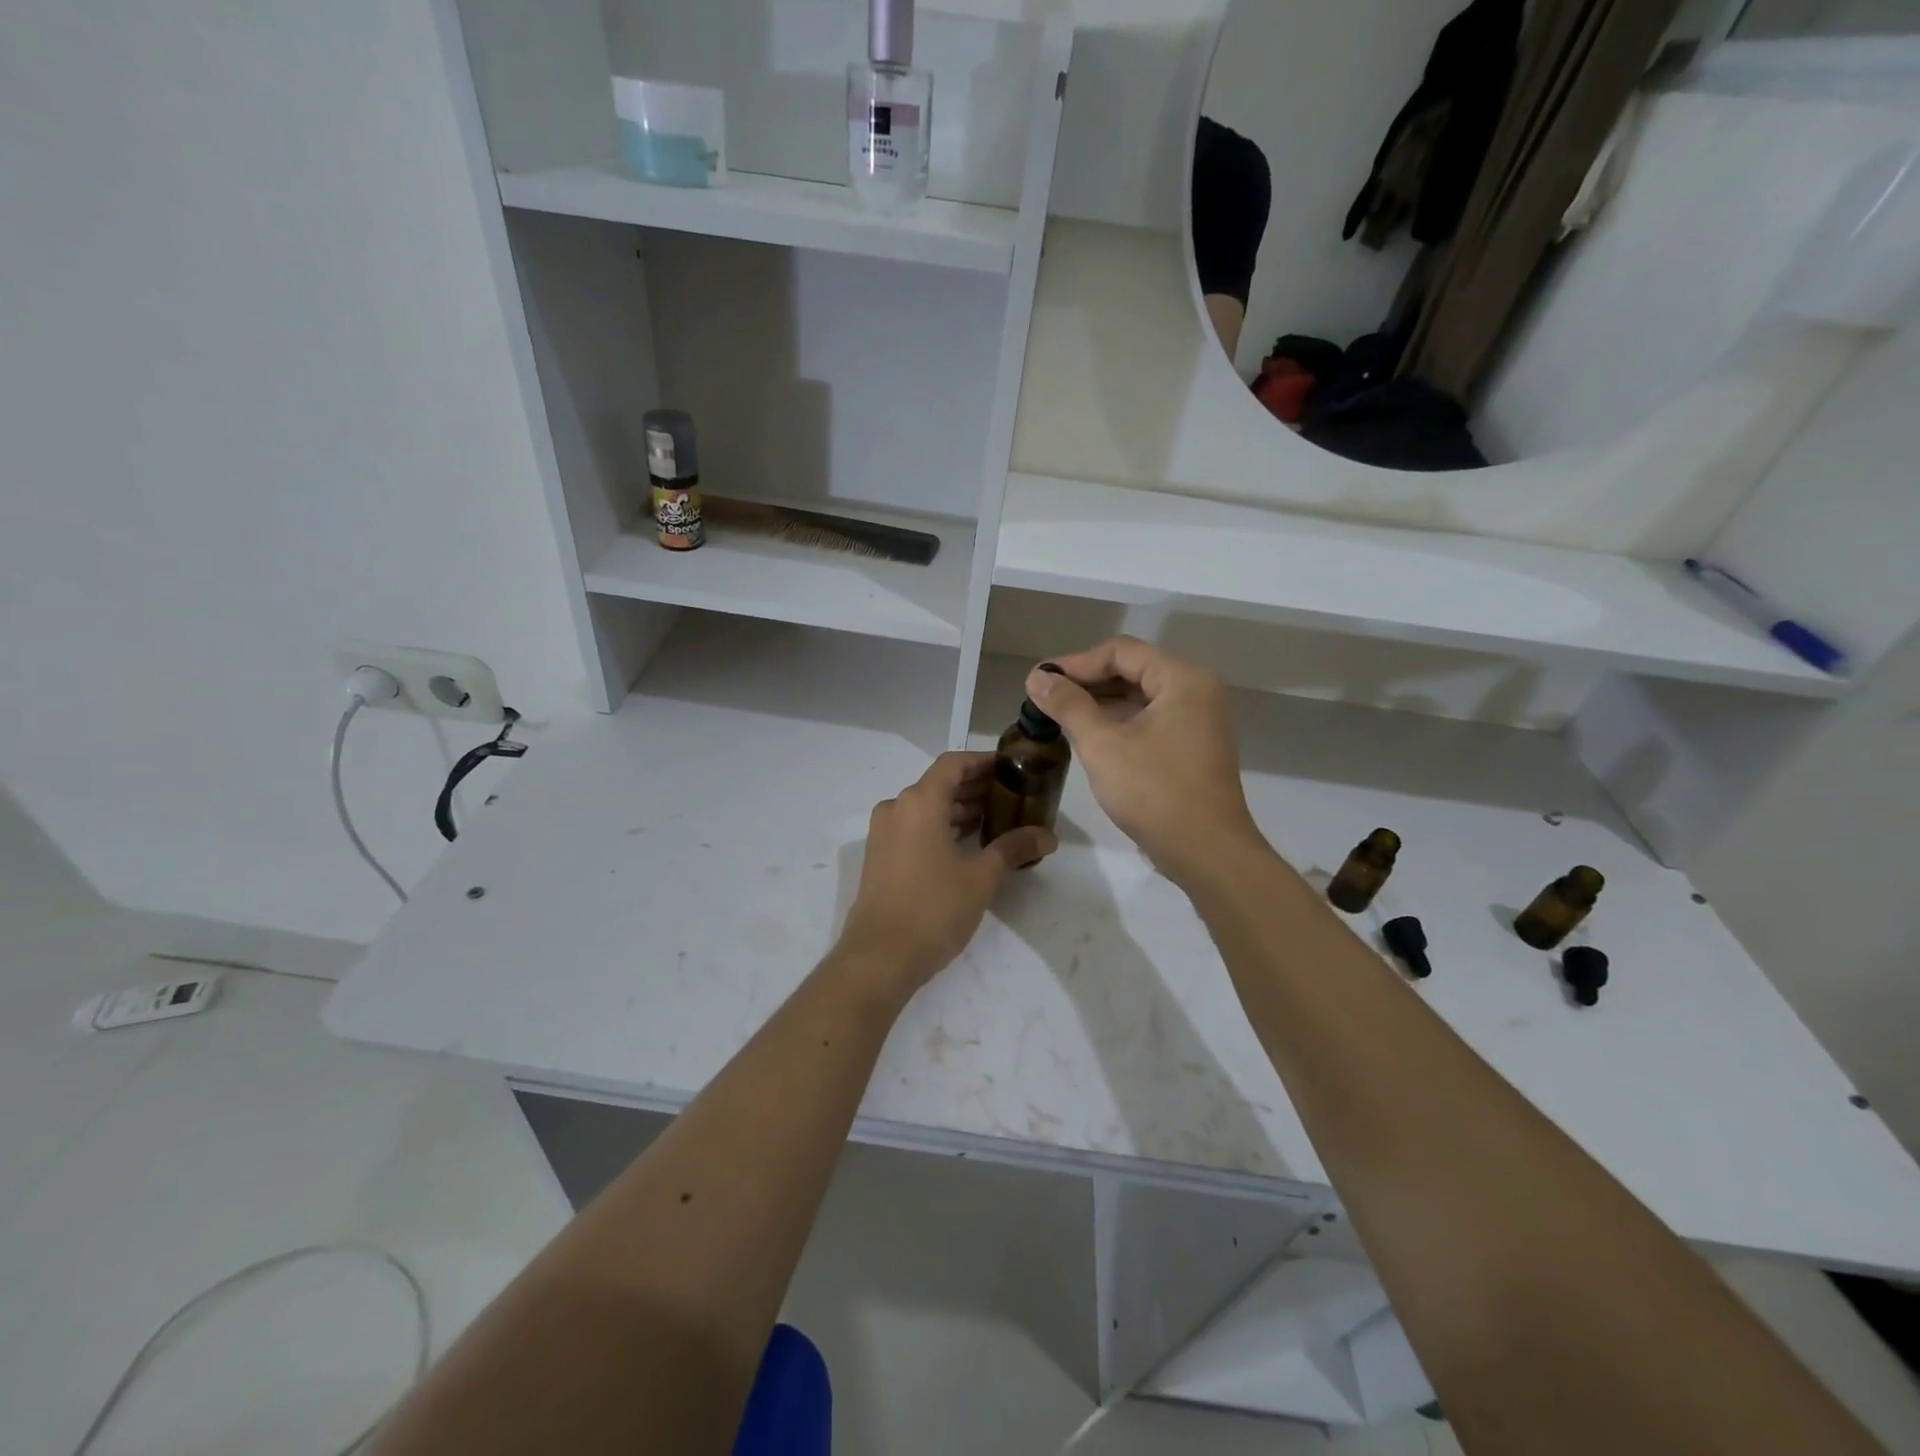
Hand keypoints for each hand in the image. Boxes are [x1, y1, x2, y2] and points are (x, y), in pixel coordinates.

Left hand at [837, 752, 1057, 995]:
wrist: (880, 957)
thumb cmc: (934, 909)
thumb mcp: (982, 878)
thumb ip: (1013, 849)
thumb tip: (1047, 836)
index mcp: (919, 802)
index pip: (953, 764)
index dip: (982, 762)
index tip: (1010, 768)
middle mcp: (897, 808)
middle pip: (939, 784)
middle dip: (975, 788)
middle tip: (1011, 797)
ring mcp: (884, 833)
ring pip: (926, 807)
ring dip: (958, 809)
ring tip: (995, 821)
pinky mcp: (880, 856)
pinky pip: (914, 827)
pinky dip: (940, 827)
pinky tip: (967, 844)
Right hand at [1025, 638, 1263, 885]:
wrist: (1206, 852)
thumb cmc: (1154, 792)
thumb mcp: (1103, 745)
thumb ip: (1068, 706)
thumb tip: (1037, 679)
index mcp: (1183, 679)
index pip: (1120, 652)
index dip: (1075, 663)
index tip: (1040, 680)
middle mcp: (1197, 691)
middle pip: (1133, 670)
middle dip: (1086, 681)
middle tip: (1044, 697)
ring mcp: (1199, 720)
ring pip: (1141, 696)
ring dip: (1100, 702)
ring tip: (1058, 715)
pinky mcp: (1193, 747)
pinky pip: (1151, 719)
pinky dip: (1119, 722)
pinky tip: (1087, 734)